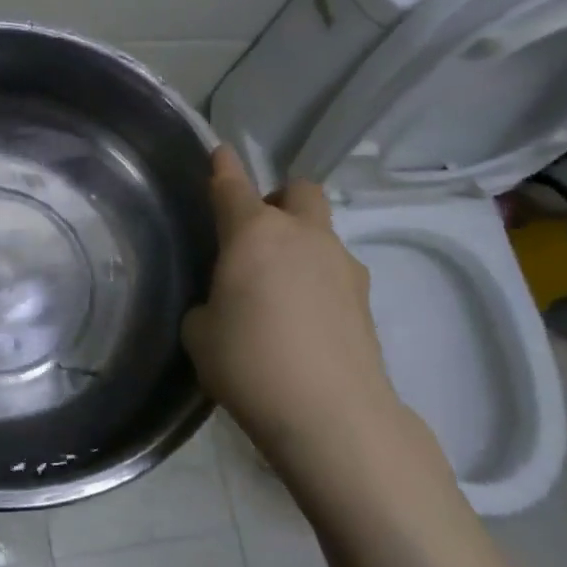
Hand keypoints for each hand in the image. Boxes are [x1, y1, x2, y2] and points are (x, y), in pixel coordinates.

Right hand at [183, 147, 404, 450]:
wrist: (330, 414)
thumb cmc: (248, 362)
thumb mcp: (200, 334)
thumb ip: (209, 304)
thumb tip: (226, 303)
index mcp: (254, 235)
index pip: (233, 186)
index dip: (222, 167)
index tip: (219, 152)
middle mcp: (303, 236)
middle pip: (297, 191)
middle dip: (277, 199)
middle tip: (256, 235)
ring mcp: (343, 265)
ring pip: (321, 232)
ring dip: (300, 244)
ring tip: (278, 290)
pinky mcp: (366, 300)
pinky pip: (335, 271)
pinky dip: (317, 281)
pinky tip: (302, 320)